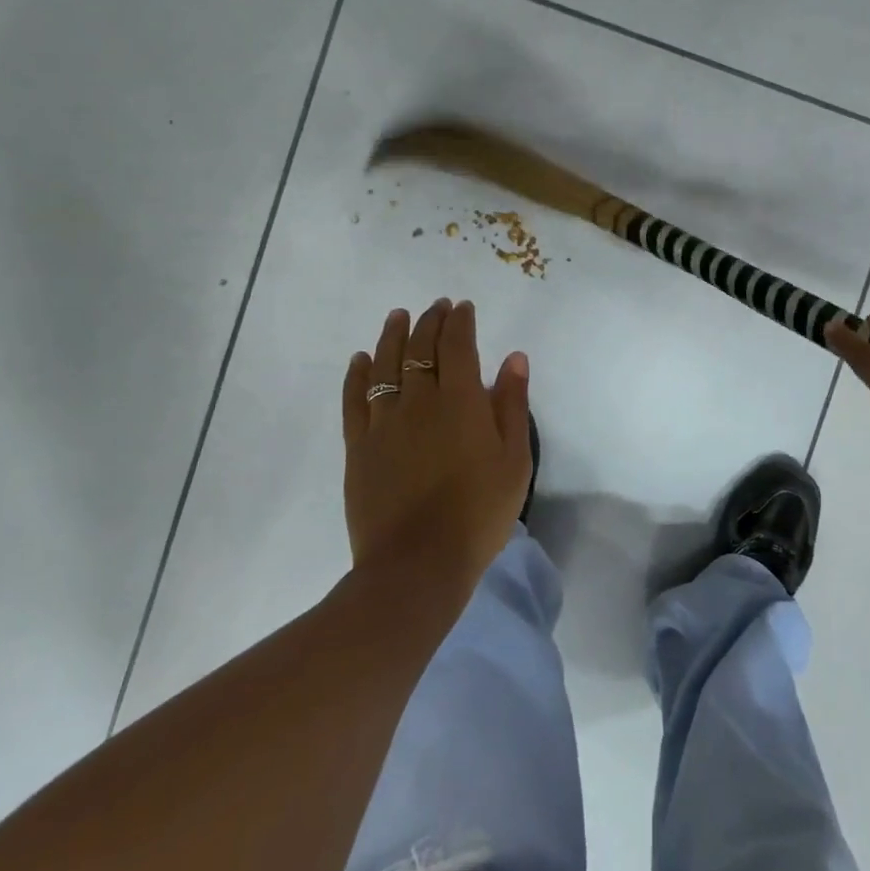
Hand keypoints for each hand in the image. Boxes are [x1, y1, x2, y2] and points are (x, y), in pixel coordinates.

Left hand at [342, 299, 532, 596]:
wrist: (418, 563)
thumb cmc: (478, 513)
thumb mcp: (514, 461)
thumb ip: (513, 405)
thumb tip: (513, 357)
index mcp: (460, 401)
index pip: (457, 346)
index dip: (459, 322)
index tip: (462, 307)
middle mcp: (419, 401)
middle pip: (420, 349)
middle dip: (430, 322)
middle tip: (436, 307)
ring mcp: (383, 422)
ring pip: (384, 366)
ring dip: (392, 336)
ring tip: (398, 316)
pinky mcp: (358, 446)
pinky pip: (355, 399)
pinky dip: (358, 375)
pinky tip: (360, 360)